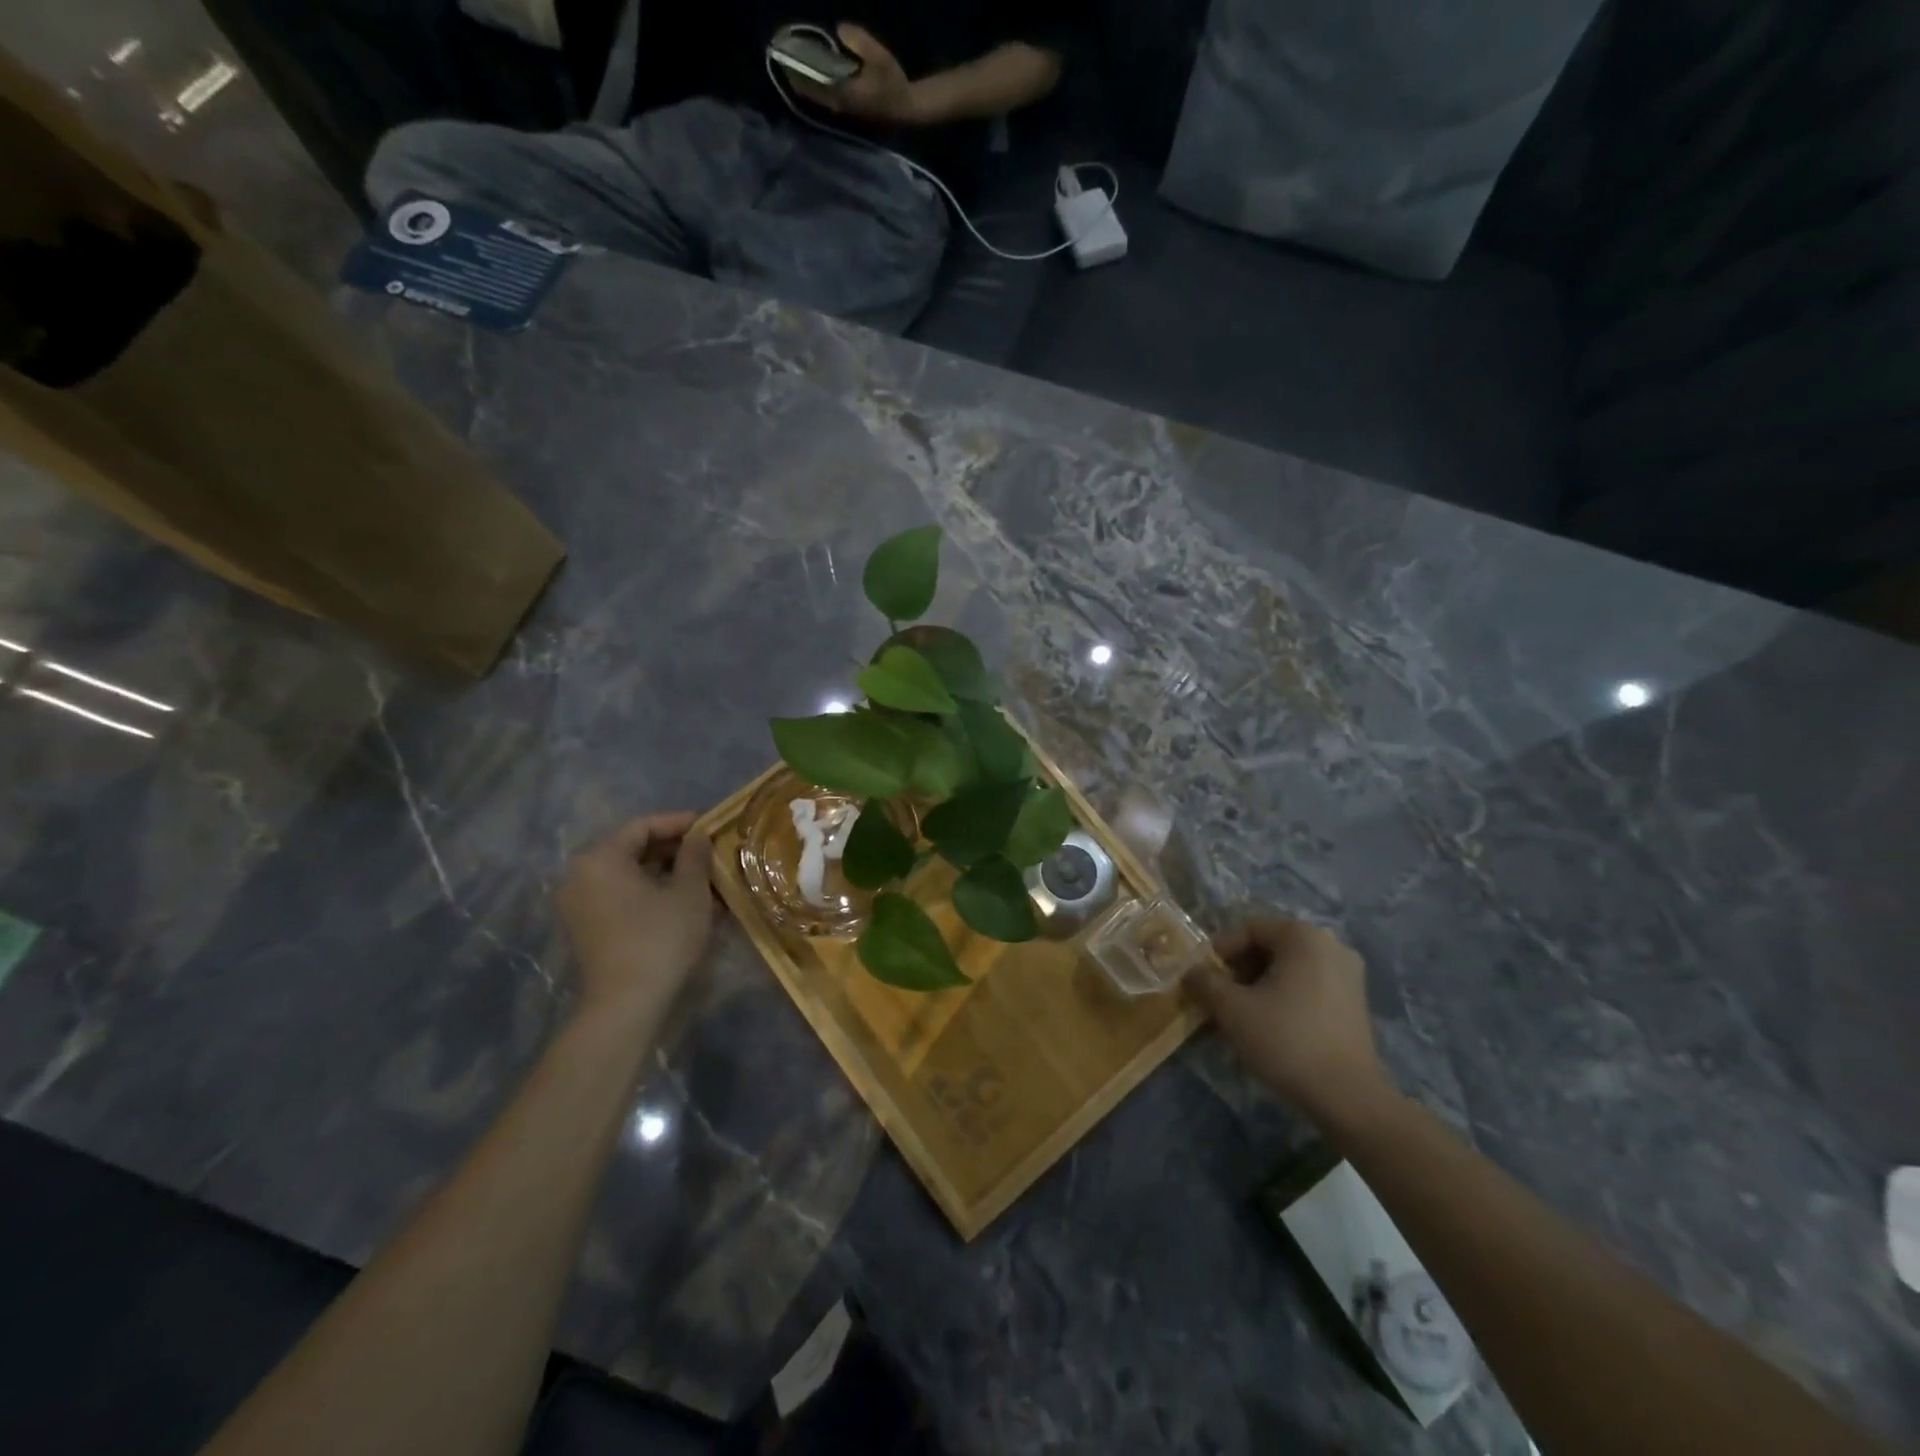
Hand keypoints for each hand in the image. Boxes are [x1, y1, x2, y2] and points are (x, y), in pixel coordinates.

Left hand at [557, 812, 713, 1024]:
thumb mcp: (689, 892)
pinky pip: (616, 895)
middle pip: (628, 848)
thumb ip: (694, 855)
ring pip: (623, 873)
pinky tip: (675, 899)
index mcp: (600, 858)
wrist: (625, 1004)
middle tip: (705, 851)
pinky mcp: (582, 928)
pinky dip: (644, 891)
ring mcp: (576, 904)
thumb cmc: (660, 938)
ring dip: (659, 871)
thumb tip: (697, 836)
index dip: (677, 822)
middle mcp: (579, 875)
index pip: (641, 826)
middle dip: (669, 847)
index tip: (708, 825)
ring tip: (696, 875)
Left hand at [793, 24, 917, 124]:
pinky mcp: (847, 111)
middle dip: (798, 79)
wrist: (906, 109)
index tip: (785, 58)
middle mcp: (840, 106)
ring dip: (805, 86)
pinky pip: (825, 100)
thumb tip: (839, 30)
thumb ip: (859, 41)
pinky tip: (810, 79)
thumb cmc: (893, 84)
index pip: (816, 83)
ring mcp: (843, 111)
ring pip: (818, 98)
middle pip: (813, 93)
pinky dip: (816, 90)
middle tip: (783, 63)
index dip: (800, 71)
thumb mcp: (880, 57)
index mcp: (845, 94)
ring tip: (792, 71)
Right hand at [1189, 918, 1391, 1118]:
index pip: (1249, 929)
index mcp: (1303, 936)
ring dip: (1260, 983)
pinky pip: (1309, 985)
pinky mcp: (1356, 1002)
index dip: (1221, 951)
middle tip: (1220, 996)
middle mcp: (1330, 945)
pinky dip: (1285, 996)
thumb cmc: (1286, 1040)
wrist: (1347, 1096)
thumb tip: (1190, 971)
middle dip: (1240, 969)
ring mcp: (1349, 974)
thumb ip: (1205, 982)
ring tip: (1242, 1012)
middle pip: (1271, 946)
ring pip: (1290, 967)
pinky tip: (1271, 1023)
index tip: (1204, 978)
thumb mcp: (1231, 1009)